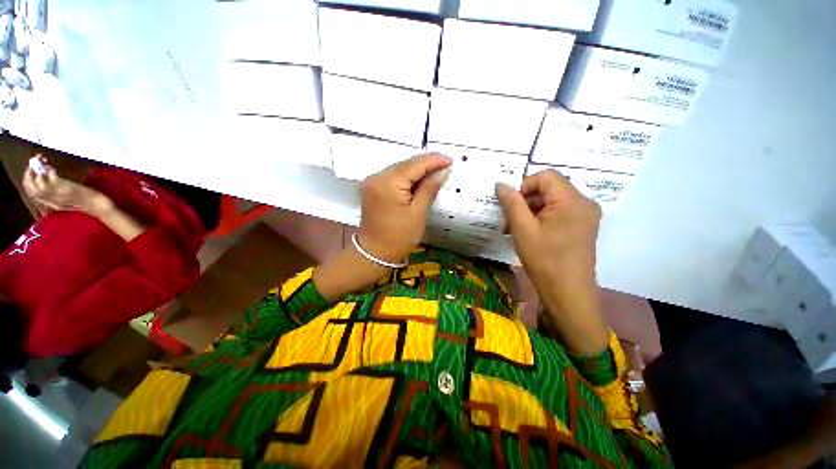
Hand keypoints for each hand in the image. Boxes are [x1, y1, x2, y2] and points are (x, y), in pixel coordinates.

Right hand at [22, 156, 111, 215]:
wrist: (97, 205)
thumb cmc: (85, 201)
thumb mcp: (65, 201)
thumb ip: (55, 195)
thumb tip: (48, 179)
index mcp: (50, 204)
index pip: (31, 193)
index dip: (28, 180)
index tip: (31, 170)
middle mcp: (50, 200)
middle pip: (30, 188)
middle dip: (28, 174)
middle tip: (33, 163)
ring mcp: (57, 194)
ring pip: (37, 183)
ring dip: (37, 170)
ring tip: (43, 162)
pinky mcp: (64, 188)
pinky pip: (50, 178)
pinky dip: (48, 171)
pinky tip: (52, 167)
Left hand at [357, 153, 451, 263]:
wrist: (374, 253)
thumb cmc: (399, 237)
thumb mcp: (418, 213)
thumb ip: (429, 189)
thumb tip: (443, 171)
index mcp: (388, 183)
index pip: (414, 164)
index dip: (433, 161)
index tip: (450, 160)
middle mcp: (376, 177)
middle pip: (405, 164)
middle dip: (426, 164)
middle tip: (445, 166)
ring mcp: (372, 182)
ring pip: (399, 169)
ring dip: (417, 170)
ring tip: (436, 172)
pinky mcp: (372, 188)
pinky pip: (393, 176)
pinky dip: (407, 177)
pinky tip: (419, 180)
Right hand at [496, 169, 607, 354]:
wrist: (568, 293)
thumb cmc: (544, 260)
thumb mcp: (522, 229)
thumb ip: (511, 203)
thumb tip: (500, 184)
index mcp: (572, 200)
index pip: (545, 176)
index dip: (524, 187)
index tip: (511, 207)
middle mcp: (584, 203)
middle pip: (549, 188)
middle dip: (526, 201)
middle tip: (510, 221)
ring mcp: (585, 216)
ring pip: (552, 201)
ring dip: (531, 211)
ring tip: (516, 230)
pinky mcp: (583, 227)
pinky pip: (559, 213)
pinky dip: (542, 219)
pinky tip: (530, 234)